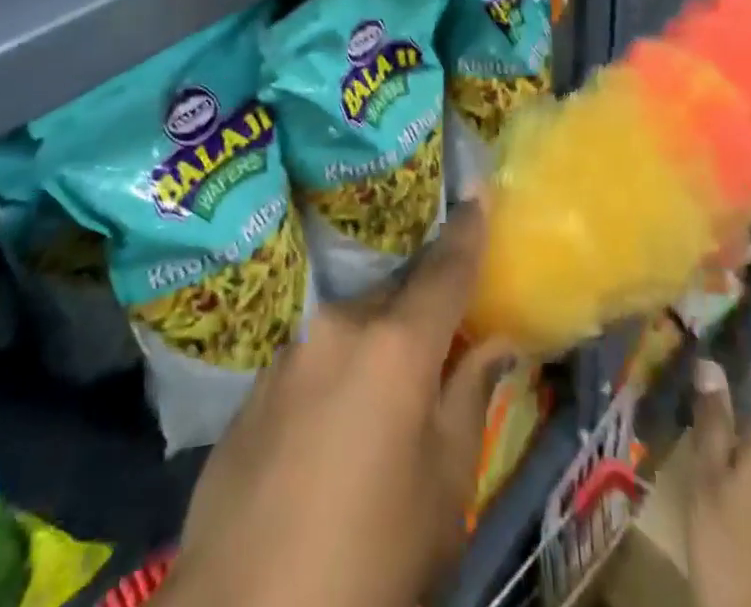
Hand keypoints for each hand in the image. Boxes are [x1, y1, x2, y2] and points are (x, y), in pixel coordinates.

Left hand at [158, 203, 513, 606]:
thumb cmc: (370, 557)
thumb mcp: (443, 488)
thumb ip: (469, 397)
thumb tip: (495, 343)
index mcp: (395, 345)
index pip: (444, 269)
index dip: (467, 230)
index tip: (480, 192)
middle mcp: (340, 327)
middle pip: (396, 295)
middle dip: (422, 306)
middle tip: (443, 336)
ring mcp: (291, 350)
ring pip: (352, 325)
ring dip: (378, 342)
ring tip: (387, 395)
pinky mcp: (256, 383)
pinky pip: (315, 355)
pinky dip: (338, 369)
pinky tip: (334, 426)